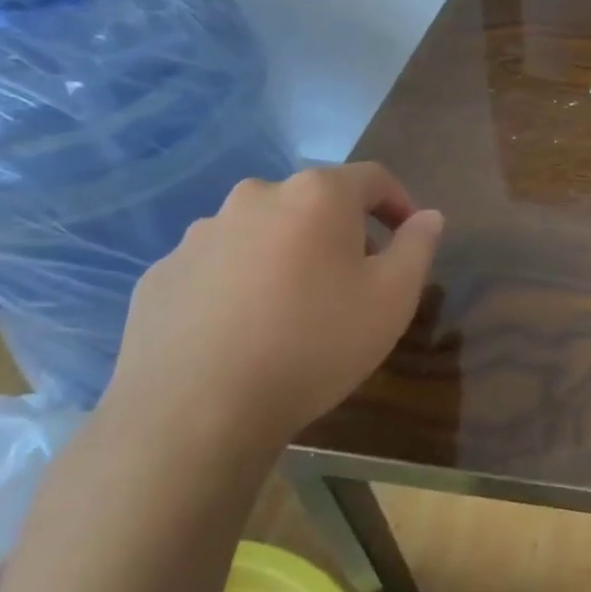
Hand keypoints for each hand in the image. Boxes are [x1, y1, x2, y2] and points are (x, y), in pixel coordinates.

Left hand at [103, 164, 442, 454]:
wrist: (194, 413)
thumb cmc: (315, 344)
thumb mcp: (393, 298)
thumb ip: (418, 246)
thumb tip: (428, 216)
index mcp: (316, 195)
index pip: (374, 178)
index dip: (400, 204)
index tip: (410, 239)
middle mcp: (255, 197)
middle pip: (315, 202)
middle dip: (343, 232)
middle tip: (356, 280)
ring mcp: (200, 235)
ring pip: (264, 232)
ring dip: (289, 254)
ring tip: (296, 309)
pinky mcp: (161, 275)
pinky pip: (219, 266)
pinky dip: (241, 283)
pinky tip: (246, 330)